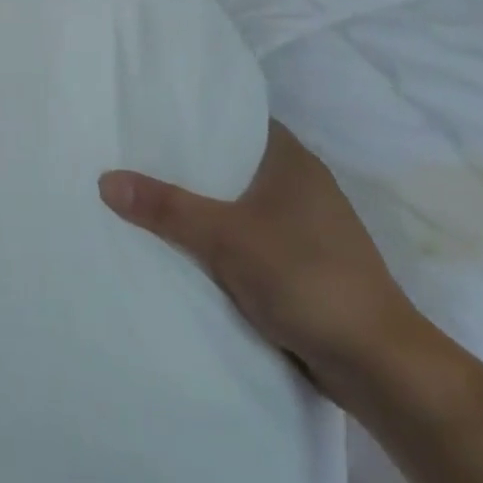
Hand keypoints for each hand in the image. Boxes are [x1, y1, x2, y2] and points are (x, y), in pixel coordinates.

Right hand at [99, 121, 421, 397]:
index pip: (236, 119)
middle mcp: (299, 186)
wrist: (378, 367)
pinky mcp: (299, 265)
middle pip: (230, 162)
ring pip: (236, 203)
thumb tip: (105, 180)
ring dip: (200, 205)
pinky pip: (244, 237)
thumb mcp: (226, 238)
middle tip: (131, 155)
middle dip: (185, 163)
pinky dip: (215, 238)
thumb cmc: (306, 279)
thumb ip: (166, 207)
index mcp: (292, 162)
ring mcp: (302, 228)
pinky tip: (179, 244)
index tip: (148, 115)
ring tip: (144, 196)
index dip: (194, 115)